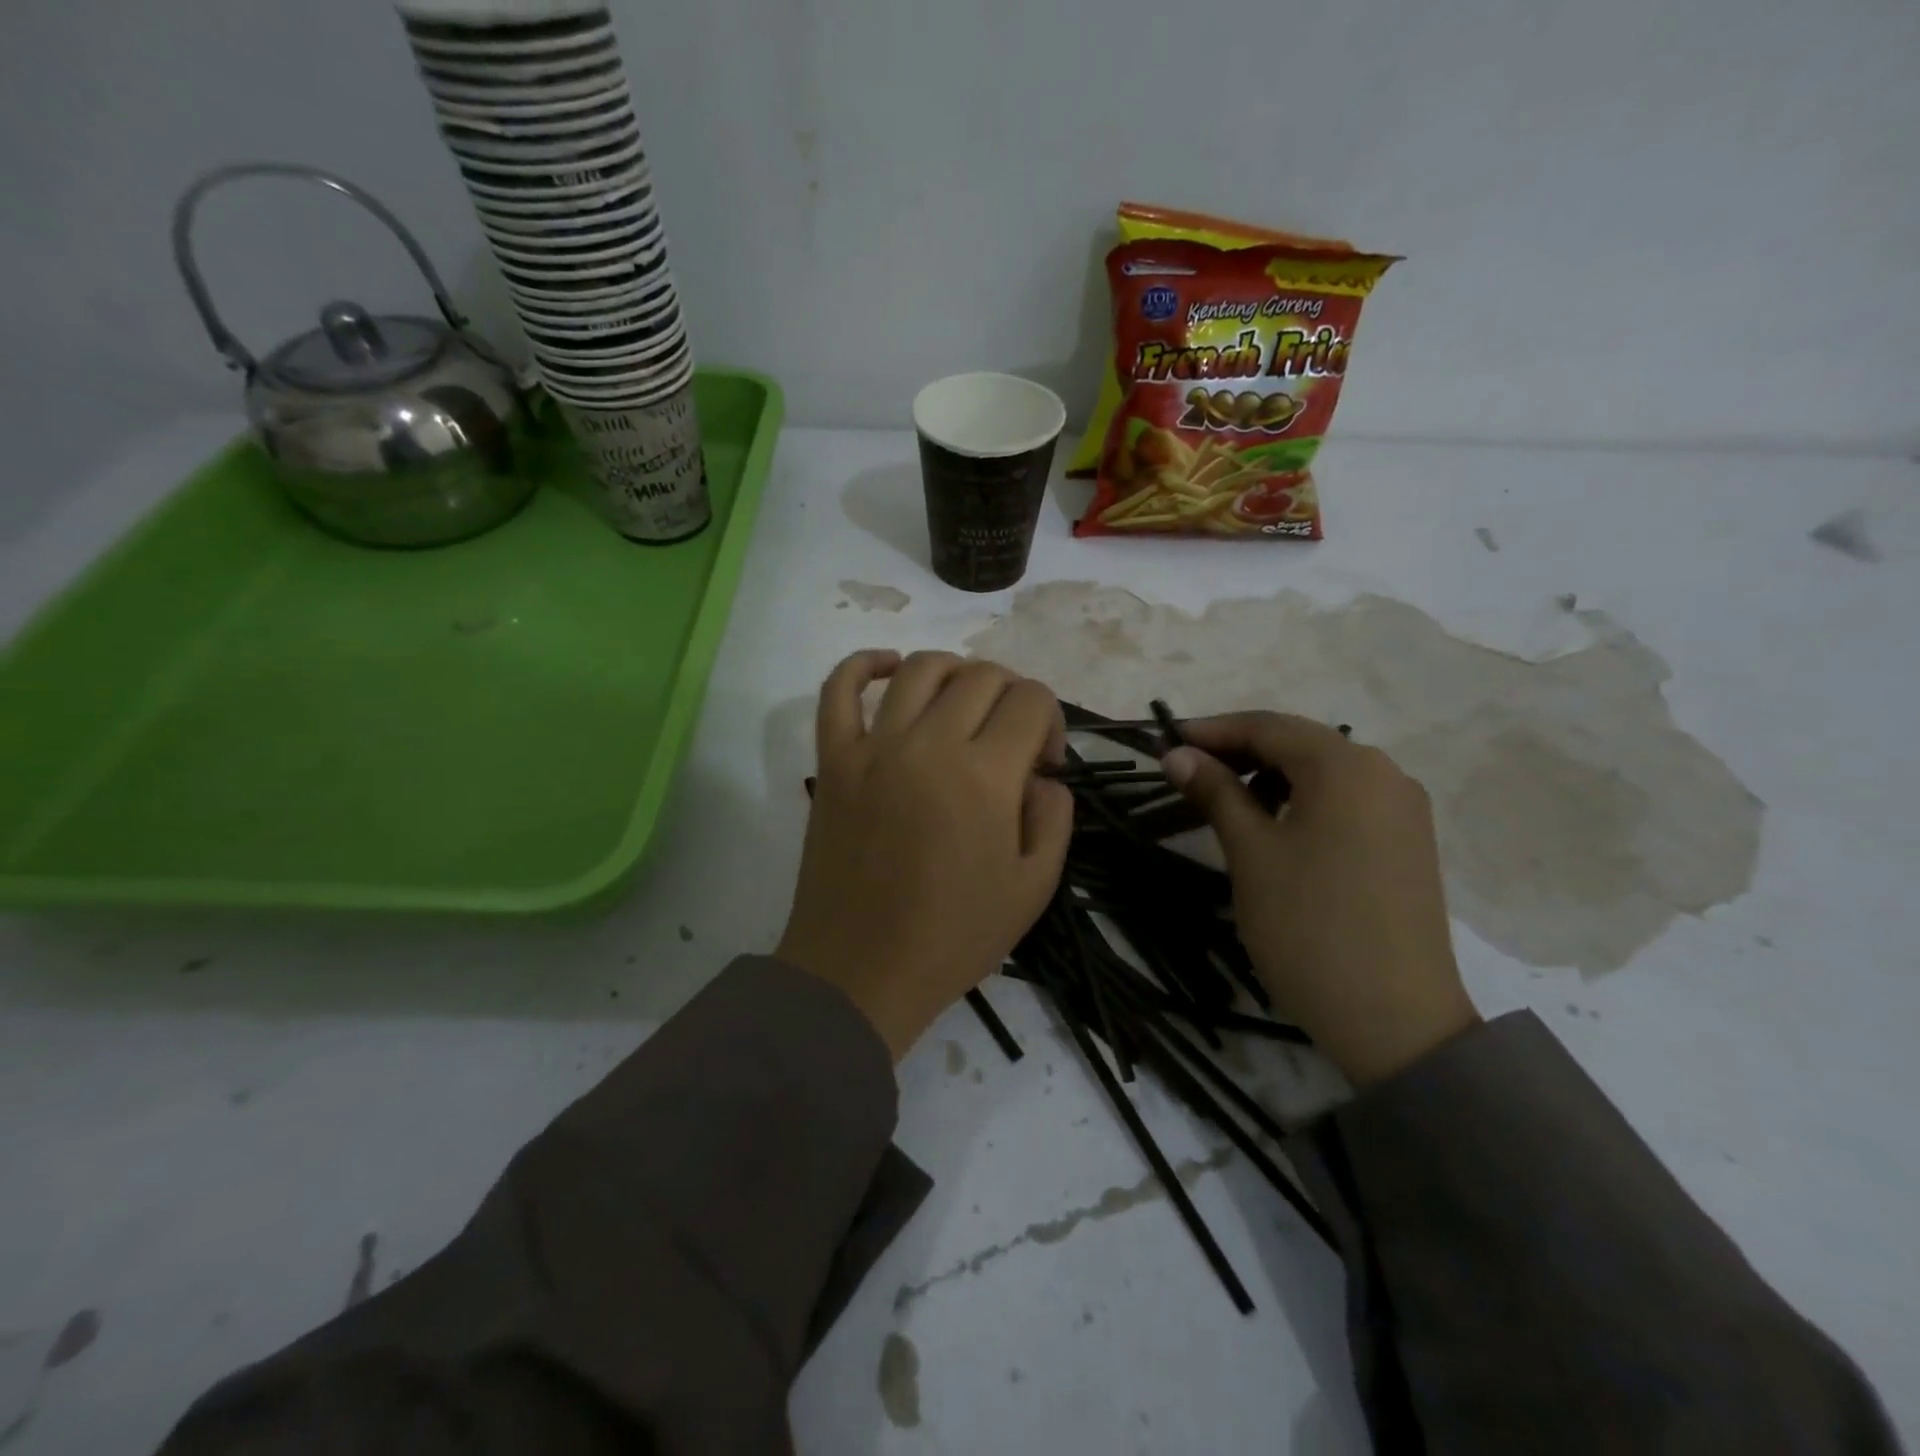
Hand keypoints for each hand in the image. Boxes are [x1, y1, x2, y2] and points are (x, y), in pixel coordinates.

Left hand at [777, 651, 1074, 1060]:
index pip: (1031, 700)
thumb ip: (1054, 817)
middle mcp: (930, 744)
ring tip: (965, 703)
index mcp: (985, 775)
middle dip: (1012, 695)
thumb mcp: (1034, 888)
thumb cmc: (953, 936)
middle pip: (982, 676)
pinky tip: (888, 666)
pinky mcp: (833, 759)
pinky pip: (837, 690)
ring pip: (920, 669)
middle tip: (1011, 738)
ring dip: (955, 672)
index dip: (1051, 721)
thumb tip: (1042, 775)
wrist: (861, 971)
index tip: (1044, 763)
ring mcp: (874, 747)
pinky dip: (862, 665)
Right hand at [1163, 715, 1478, 1086]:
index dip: (1213, 730)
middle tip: (1189, 772)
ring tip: (1226, 801)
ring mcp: (1403, 808)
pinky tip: (1276, 825)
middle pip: (1299, 743)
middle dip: (1241, 750)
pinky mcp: (1408, 841)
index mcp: (1345, 766)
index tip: (1167, 743)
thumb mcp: (1250, 852)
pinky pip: (1346, 800)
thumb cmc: (1308, 925)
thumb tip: (1177, 754)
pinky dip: (1303, 799)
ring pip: (1324, 771)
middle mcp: (1384, 773)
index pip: (1268, 726)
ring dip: (1271, 775)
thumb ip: (1215, 792)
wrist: (1394, 1020)